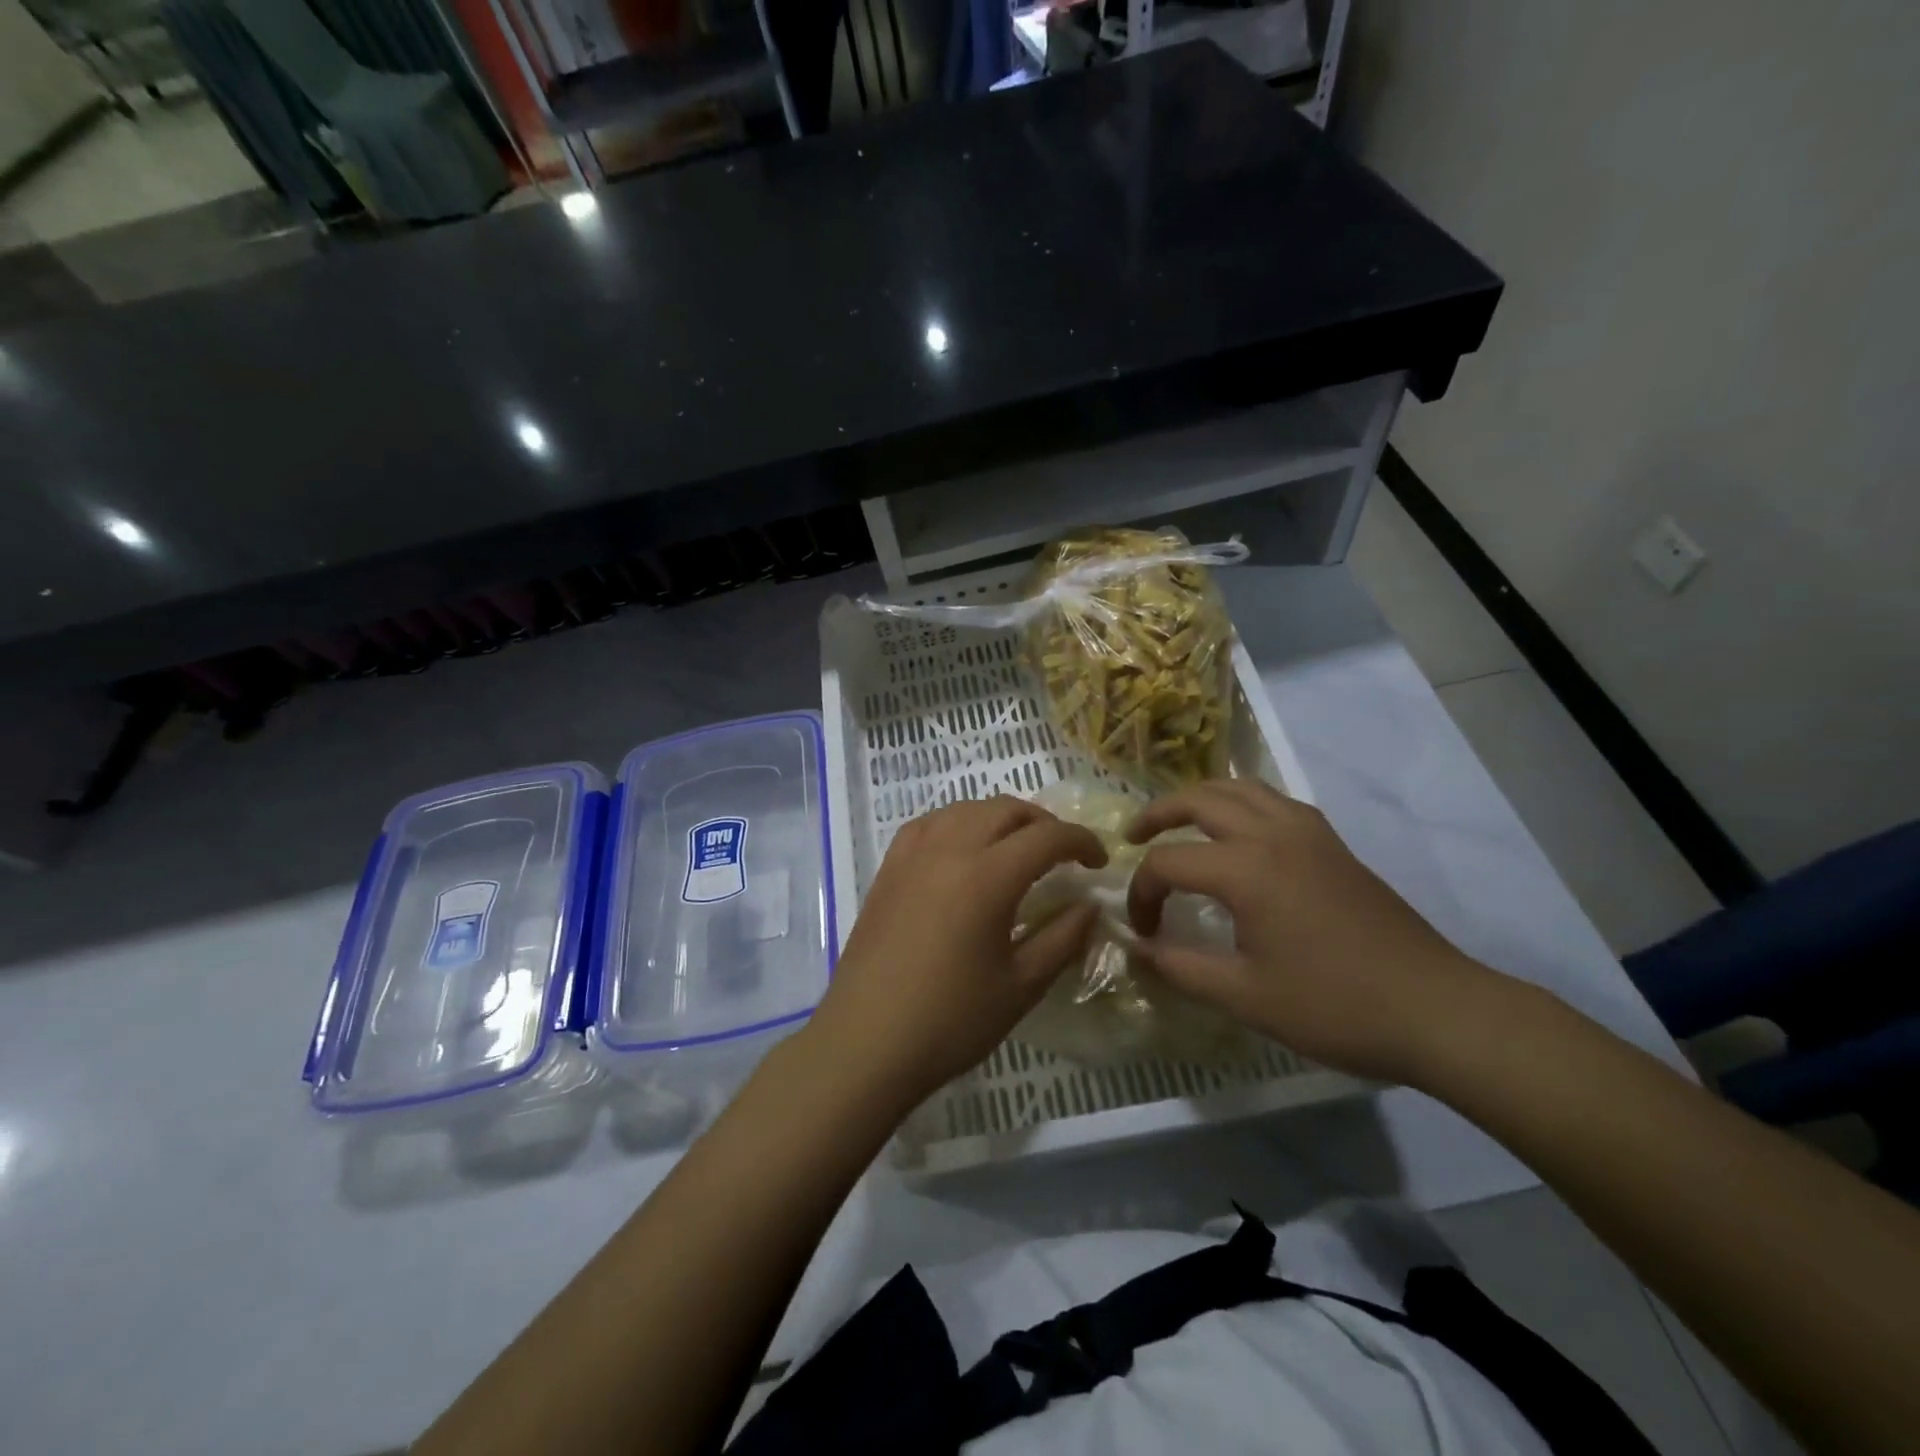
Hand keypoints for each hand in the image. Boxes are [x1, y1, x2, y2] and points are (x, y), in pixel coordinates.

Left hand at [804, 796, 1106, 1108]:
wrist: (866, 1041)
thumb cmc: (950, 1020)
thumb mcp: (1021, 986)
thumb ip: (1063, 938)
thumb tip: (1089, 906)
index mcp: (987, 877)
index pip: (1047, 837)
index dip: (1081, 841)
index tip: (1099, 862)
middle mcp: (949, 849)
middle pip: (1006, 809)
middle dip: (1043, 823)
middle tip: (1062, 854)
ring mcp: (912, 855)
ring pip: (965, 809)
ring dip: (1000, 818)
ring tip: (1016, 848)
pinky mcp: (889, 868)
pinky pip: (929, 823)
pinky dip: (958, 823)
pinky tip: (963, 849)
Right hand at [1126, 779, 1500, 1082]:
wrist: (1435, 1009)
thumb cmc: (1334, 1006)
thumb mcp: (1245, 996)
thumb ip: (1180, 967)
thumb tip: (1136, 948)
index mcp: (1246, 869)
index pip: (1168, 863)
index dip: (1143, 895)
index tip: (1144, 933)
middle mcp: (1273, 834)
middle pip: (1199, 799)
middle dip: (1158, 814)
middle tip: (1134, 837)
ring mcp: (1308, 833)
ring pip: (1240, 788)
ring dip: (1200, 799)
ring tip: (1179, 824)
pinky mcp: (1333, 843)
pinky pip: (1274, 801)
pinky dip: (1242, 804)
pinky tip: (1240, 836)